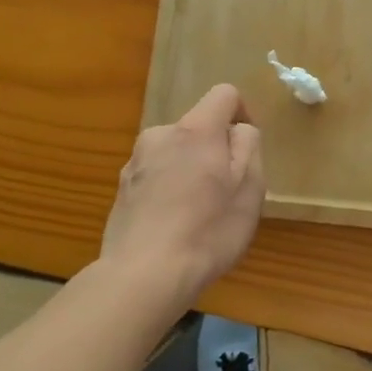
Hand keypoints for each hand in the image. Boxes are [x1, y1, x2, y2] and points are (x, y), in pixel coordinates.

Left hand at [102, 84, 264, 306]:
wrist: (143, 276)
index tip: (248, 147)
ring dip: (190, 169)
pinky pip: (156, 176)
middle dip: (215, 149)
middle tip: (227, 191)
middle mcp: (161, 135)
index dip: (243, 112)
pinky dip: (169, 189)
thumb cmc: (208, 230)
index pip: (224, 94)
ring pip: (175, 152)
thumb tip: (239, 129)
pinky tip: (173, 226)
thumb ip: (249, 146)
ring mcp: (135, 162)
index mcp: (196, 130)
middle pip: (198, 127)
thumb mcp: (250, 188)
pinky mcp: (121, 189)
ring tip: (198, 213)